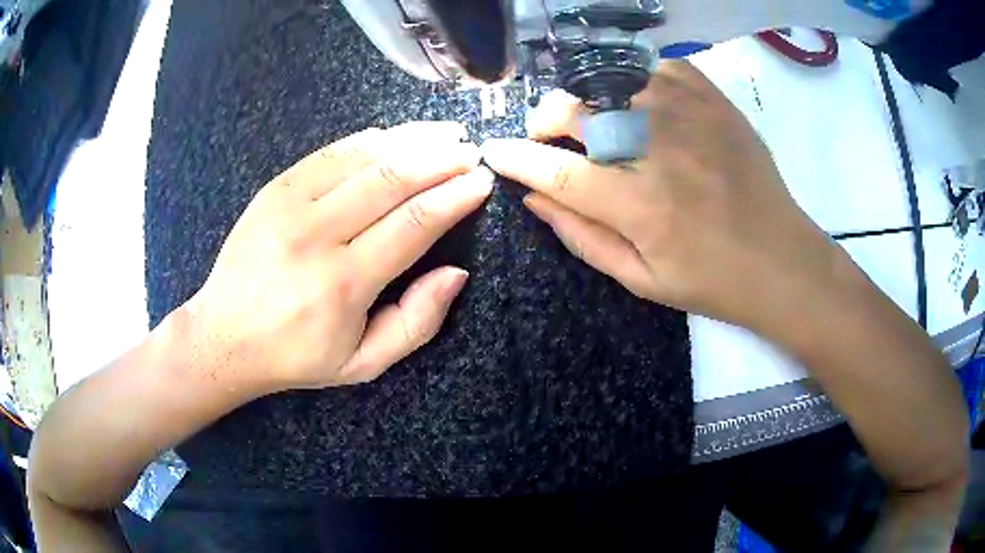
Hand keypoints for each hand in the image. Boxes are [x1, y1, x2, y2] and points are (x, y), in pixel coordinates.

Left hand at [185, 122, 491, 391]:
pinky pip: (330, 152)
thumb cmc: (296, 354)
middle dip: (441, 159)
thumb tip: (457, 273)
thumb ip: (417, 323)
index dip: (454, 197)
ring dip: (411, 140)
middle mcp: (316, 236)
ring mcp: (290, 205)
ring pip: (363, 157)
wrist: (224, 336)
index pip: (413, 224)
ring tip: (446, 133)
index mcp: (342, 284)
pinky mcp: (274, 189)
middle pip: (392, 180)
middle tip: (472, 150)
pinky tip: (396, 136)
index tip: (481, 180)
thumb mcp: (363, 363)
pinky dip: (369, 140)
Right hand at [482, 61, 841, 335]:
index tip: (494, 151)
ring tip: (596, 120)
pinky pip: (655, 68)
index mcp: (642, 207)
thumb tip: (534, 200)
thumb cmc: (713, 281)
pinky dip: (634, 79)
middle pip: (577, 110)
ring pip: (610, 81)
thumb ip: (582, 238)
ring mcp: (690, 115)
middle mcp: (660, 150)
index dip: (517, 159)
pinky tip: (638, 102)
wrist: (782, 260)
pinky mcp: (713, 100)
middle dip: (548, 121)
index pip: (558, 172)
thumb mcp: (642, 280)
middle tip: (552, 137)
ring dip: (588, 99)